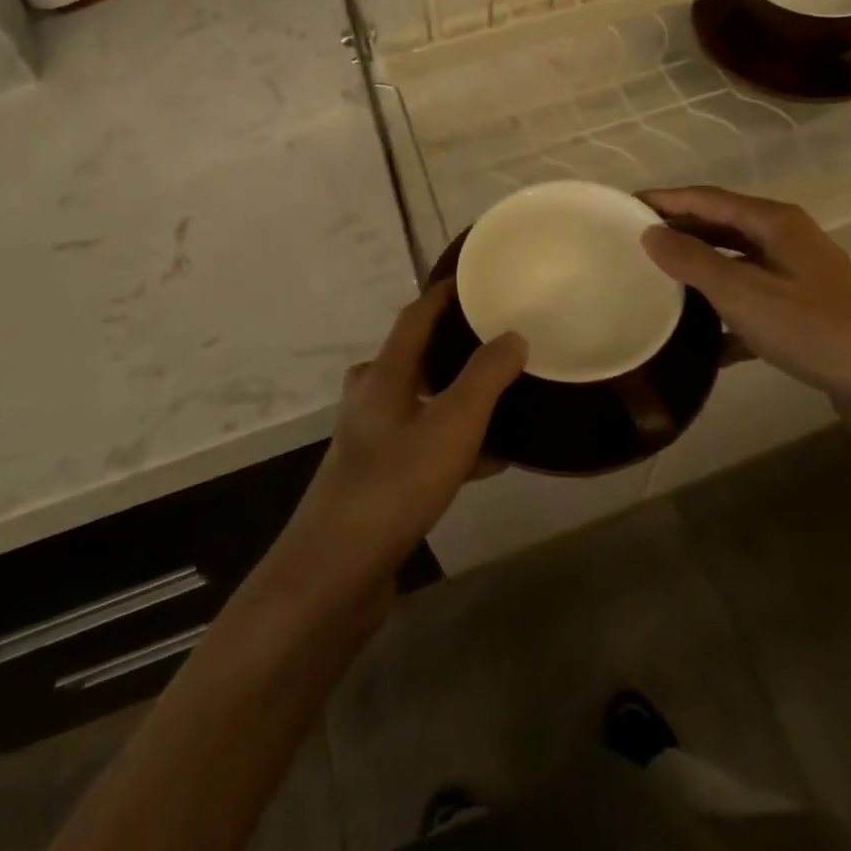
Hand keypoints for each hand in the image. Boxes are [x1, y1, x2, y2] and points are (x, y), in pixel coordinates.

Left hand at [281, 282, 525, 589]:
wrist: (337, 571)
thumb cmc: (395, 484)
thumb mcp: (452, 425)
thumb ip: (486, 377)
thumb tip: (513, 335)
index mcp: (383, 374)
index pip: (415, 316)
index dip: (443, 294)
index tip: (475, 279)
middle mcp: (371, 398)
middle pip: (415, 357)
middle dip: (453, 346)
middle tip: (495, 340)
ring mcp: (371, 439)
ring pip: (421, 402)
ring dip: (457, 396)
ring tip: (502, 397)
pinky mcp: (378, 477)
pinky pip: (423, 443)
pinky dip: (454, 441)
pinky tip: (492, 459)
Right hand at [638, 186, 850, 446]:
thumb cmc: (815, 328)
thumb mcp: (743, 292)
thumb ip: (693, 260)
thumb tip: (649, 233)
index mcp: (774, 222)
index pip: (706, 198)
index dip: (665, 200)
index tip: (622, 207)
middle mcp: (786, 241)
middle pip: (720, 227)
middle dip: (678, 233)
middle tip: (630, 245)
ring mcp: (797, 278)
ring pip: (735, 266)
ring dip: (698, 274)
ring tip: (654, 286)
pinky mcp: (803, 315)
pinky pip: (750, 305)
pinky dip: (724, 317)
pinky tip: (698, 344)